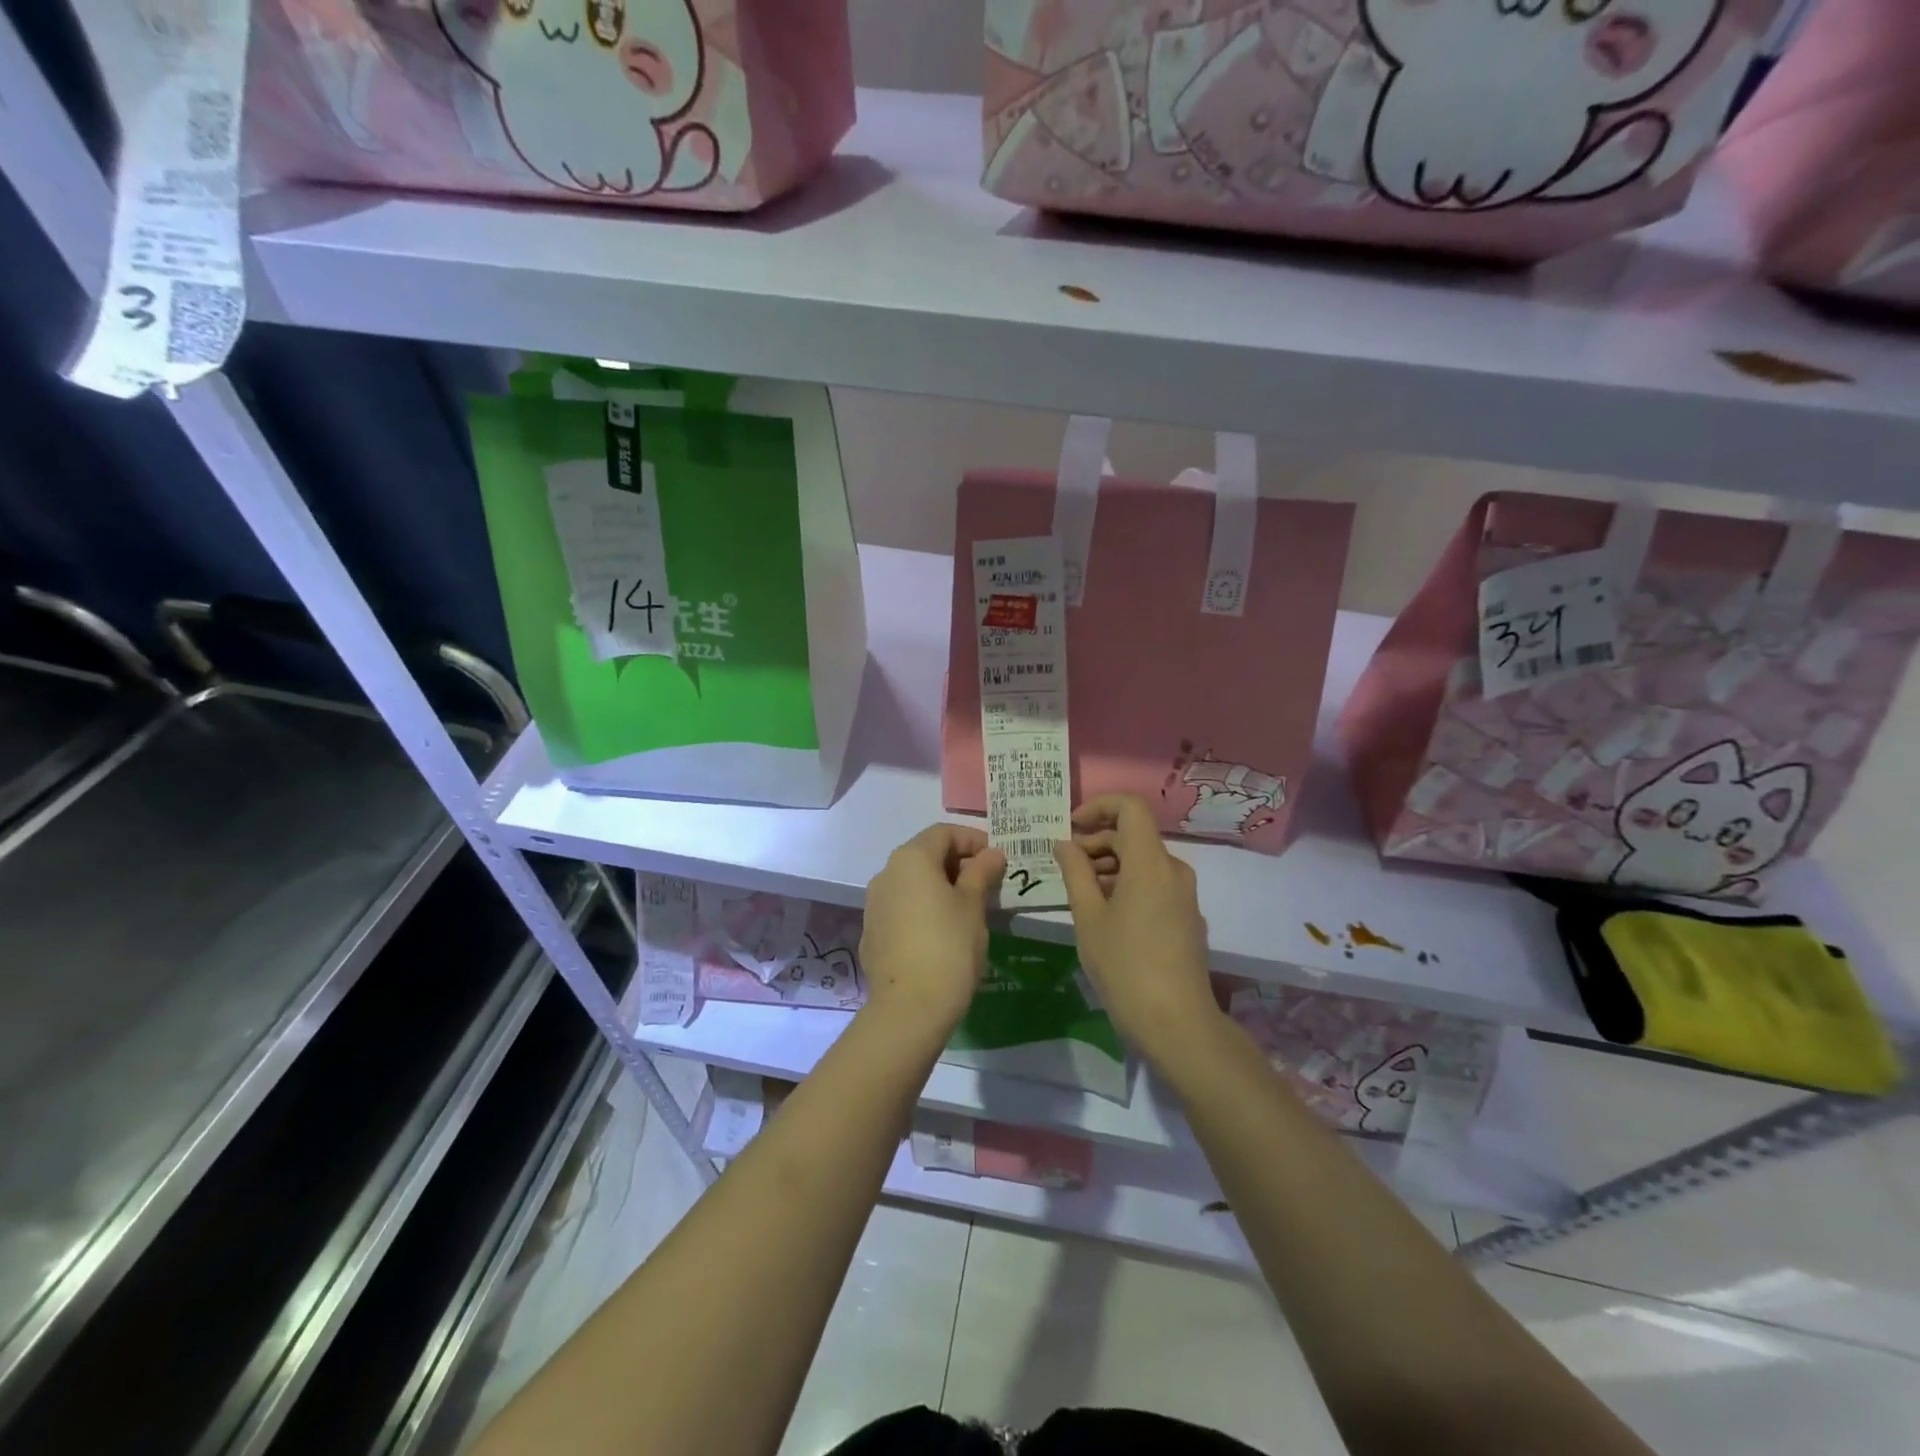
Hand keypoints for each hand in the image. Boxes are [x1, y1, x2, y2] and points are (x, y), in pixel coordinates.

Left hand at [860, 823, 1004, 1035]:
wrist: (909, 1007)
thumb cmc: (949, 947)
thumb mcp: (973, 906)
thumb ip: (981, 873)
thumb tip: (991, 854)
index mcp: (911, 859)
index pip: (943, 833)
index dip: (972, 840)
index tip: (996, 860)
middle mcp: (886, 874)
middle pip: (925, 855)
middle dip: (957, 863)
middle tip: (986, 884)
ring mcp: (874, 905)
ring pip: (911, 883)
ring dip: (939, 887)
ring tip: (967, 909)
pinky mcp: (872, 933)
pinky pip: (901, 908)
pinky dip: (922, 909)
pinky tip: (941, 933)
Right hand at [1054, 795, 1219, 1064]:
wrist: (1177, 1023)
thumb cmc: (1125, 966)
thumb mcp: (1088, 918)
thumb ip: (1075, 873)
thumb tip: (1065, 844)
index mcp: (1150, 862)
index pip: (1131, 807)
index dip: (1099, 806)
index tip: (1071, 827)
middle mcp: (1174, 870)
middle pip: (1134, 835)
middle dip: (1097, 841)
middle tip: (1065, 866)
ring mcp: (1184, 895)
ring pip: (1144, 861)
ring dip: (1110, 865)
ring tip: (1080, 892)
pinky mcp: (1186, 917)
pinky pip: (1154, 883)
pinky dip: (1127, 884)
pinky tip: (1105, 913)